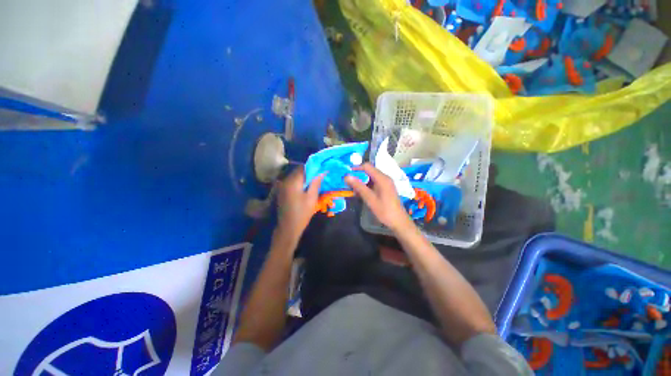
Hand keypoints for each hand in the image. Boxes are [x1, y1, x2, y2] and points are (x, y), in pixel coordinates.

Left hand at [275, 166, 323, 244]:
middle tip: (320, 178)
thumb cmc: (302, 213)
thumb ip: (316, 183)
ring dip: (305, 178)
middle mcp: (286, 181)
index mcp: (293, 181)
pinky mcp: (282, 192)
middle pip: (299, 171)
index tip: (322, 170)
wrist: (288, 228)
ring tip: (315, 183)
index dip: (314, 167)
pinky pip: (292, 183)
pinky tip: (306, 189)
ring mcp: (283, 187)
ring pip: (296, 177)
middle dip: (310, 173)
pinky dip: (300, 183)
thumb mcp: (312, 197)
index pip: (303, 167)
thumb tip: (322, 172)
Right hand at [345, 163, 412, 231]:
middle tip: (348, 184)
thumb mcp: (370, 199)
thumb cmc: (384, 210)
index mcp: (382, 178)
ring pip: (371, 177)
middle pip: (369, 171)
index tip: (347, 174)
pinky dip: (367, 186)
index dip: (356, 168)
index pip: (367, 166)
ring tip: (353, 190)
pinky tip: (361, 193)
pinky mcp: (386, 188)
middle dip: (358, 176)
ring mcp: (386, 183)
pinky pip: (374, 183)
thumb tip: (347, 176)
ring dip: (362, 182)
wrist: (398, 221)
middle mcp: (385, 178)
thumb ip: (359, 186)